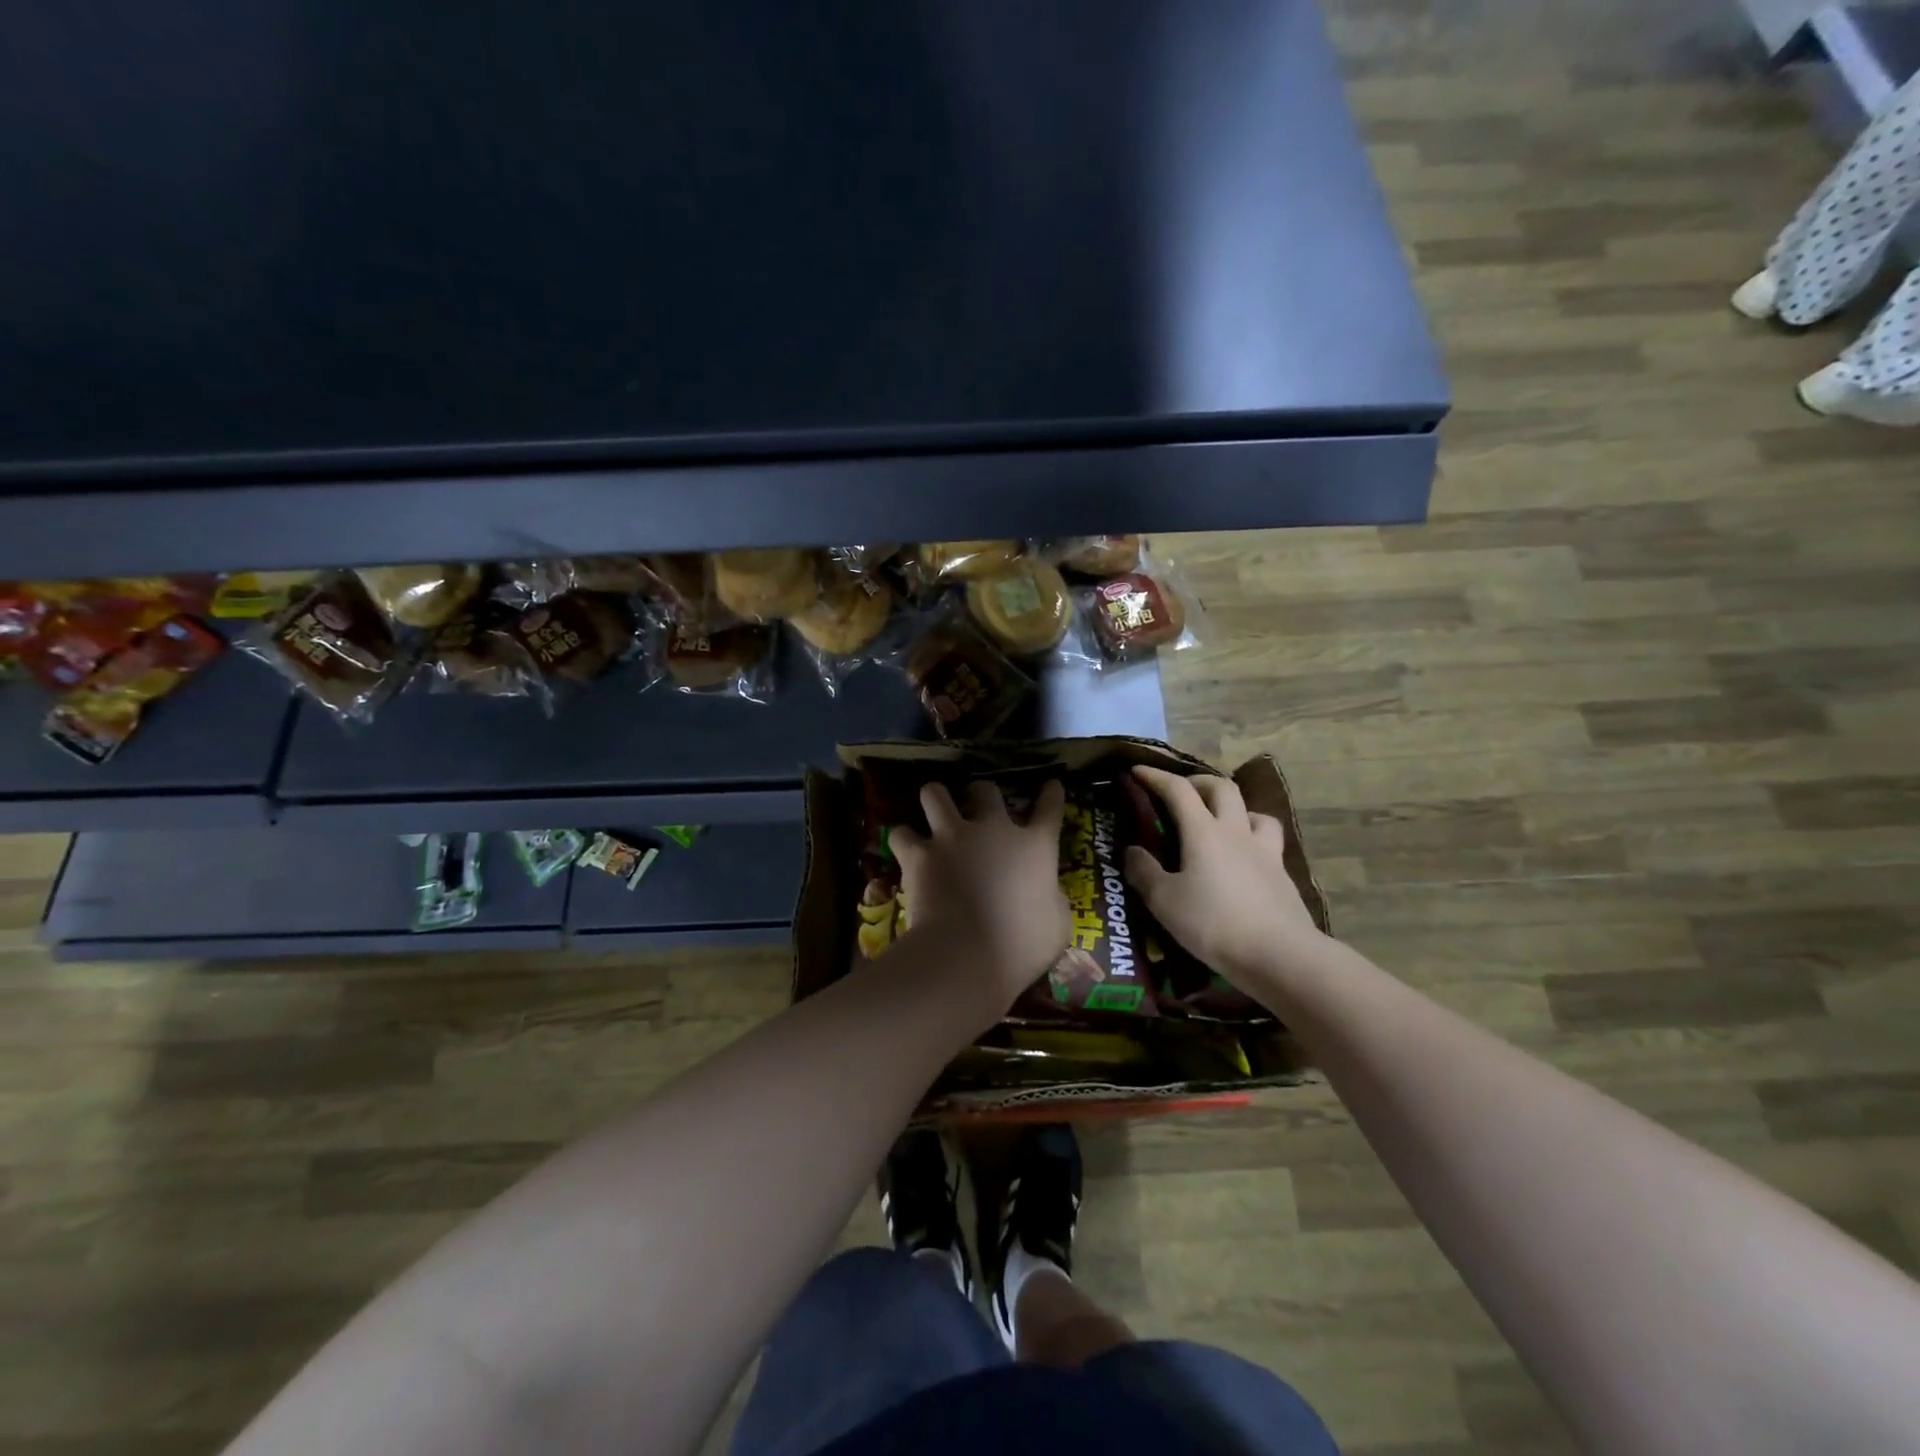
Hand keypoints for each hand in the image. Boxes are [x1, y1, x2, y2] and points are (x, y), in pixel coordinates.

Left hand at [891, 779, 1070, 1015]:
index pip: (1049, 809)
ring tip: (933, 807)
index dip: (1051, 795)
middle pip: (986, 790)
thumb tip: (1049, 894)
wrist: (967, 954)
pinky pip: (902, 834)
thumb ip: (1053, 900)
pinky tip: (905, 848)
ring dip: (935, 799)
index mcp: (1035, 846)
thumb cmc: (1022, 946)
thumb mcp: (1057, 924)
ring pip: (935, 794)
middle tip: (976, 806)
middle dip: (981, 793)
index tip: (1051, 785)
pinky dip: (903, 840)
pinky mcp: (919, 854)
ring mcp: (952, 837)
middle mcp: (993, 830)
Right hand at [1124, 766, 1322, 980]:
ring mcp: (1264, 851)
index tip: (1137, 771)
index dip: (1156, 777)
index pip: (1178, 790)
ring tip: (1219, 822)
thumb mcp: (1165, 901)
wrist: (1279, 954)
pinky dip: (1252, 836)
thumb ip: (1144, 872)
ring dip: (1233, 807)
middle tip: (1180, 793)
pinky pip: (1268, 840)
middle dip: (1197, 782)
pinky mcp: (1282, 874)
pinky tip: (1244, 856)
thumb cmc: (1214, 923)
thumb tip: (1131, 850)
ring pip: (1253, 811)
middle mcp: (1235, 831)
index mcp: (1203, 832)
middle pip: (1221, 788)